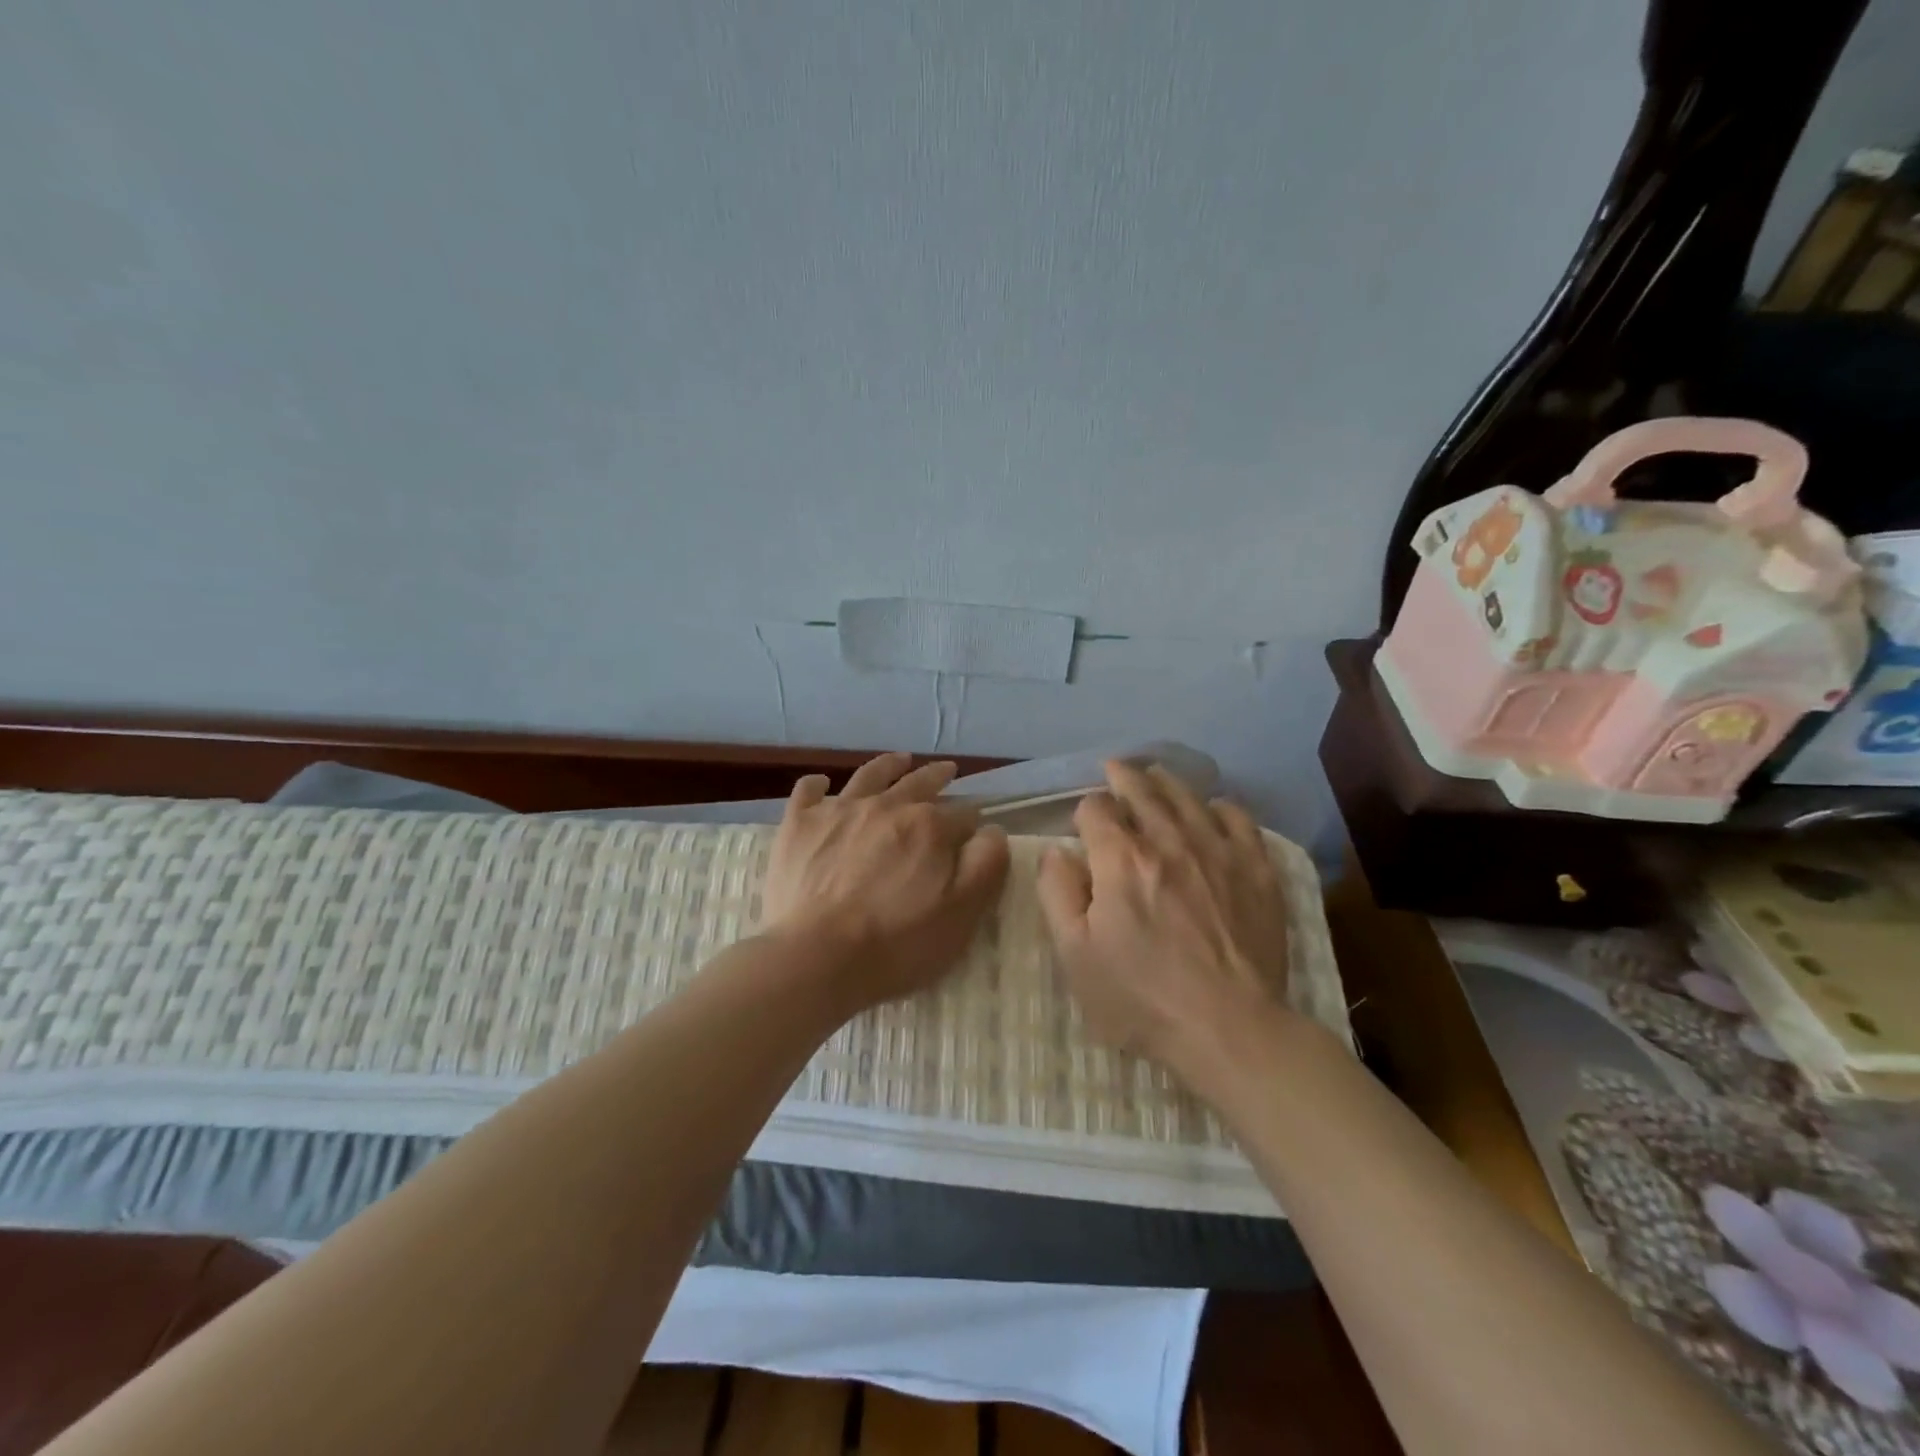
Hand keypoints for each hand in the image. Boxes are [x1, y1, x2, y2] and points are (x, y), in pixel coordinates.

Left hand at [761, 752, 1009, 1009]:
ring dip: (889, 765)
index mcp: (929, 826)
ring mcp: (839, 811)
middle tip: (947, 771)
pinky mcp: (799, 825)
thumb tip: (991, 830)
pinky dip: (817, 785)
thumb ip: (985, 865)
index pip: (962, 814)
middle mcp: (886, 806)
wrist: (817, 959)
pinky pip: (808, 791)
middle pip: (919, 782)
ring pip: (870, 775)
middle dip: (937, 776)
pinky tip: (821, 784)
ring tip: (900, 760)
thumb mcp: (963, 914)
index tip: (972, 833)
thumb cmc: (898, 944)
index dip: (971, 822)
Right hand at [1037, 761, 1291, 1087]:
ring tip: (1158, 774)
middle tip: (1116, 767)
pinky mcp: (1256, 872)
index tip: (1084, 826)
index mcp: (1121, 860)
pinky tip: (1215, 809)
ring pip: (1189, 799)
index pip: (1097, 810)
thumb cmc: (1141, 998)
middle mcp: (1169, 842)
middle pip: (1144, 792)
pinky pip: (1240, 821)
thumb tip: (1056, 851)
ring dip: (1168, 782)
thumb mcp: (1075, 954)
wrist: (1230, 1029)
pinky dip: (1222, 807)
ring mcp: (1218, 852)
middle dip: (1124, 777)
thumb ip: (1057, 894)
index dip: (1085, 811)